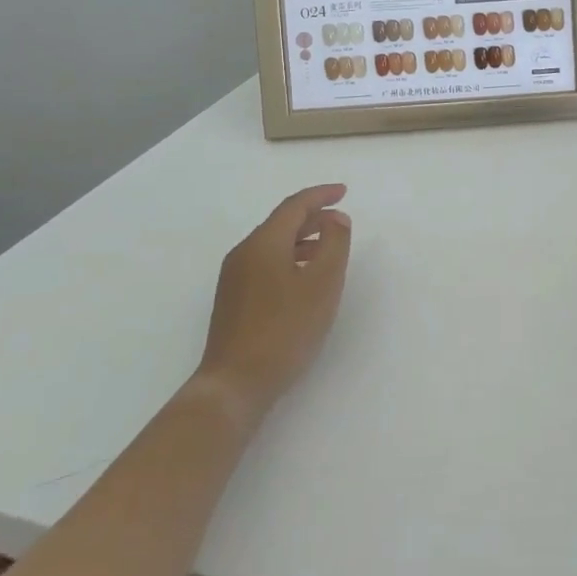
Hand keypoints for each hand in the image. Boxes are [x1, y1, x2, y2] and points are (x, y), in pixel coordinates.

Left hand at [196, 184, 351, 421]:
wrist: (235, 383)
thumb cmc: (285, 330)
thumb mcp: (323, 284)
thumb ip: (335, 244)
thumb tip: (335, 218)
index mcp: (264, 243)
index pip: (294, 206)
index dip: (321, 195)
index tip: (344, 192)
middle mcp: (244, 253)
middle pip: (281, 223)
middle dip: (312, 216)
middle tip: (340, 219)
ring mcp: (234, 277)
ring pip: (273, 244)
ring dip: (302, 239)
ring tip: (328, 249)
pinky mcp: (233, 300)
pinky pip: (265, 263)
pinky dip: (289, 258)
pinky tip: (303, 279)